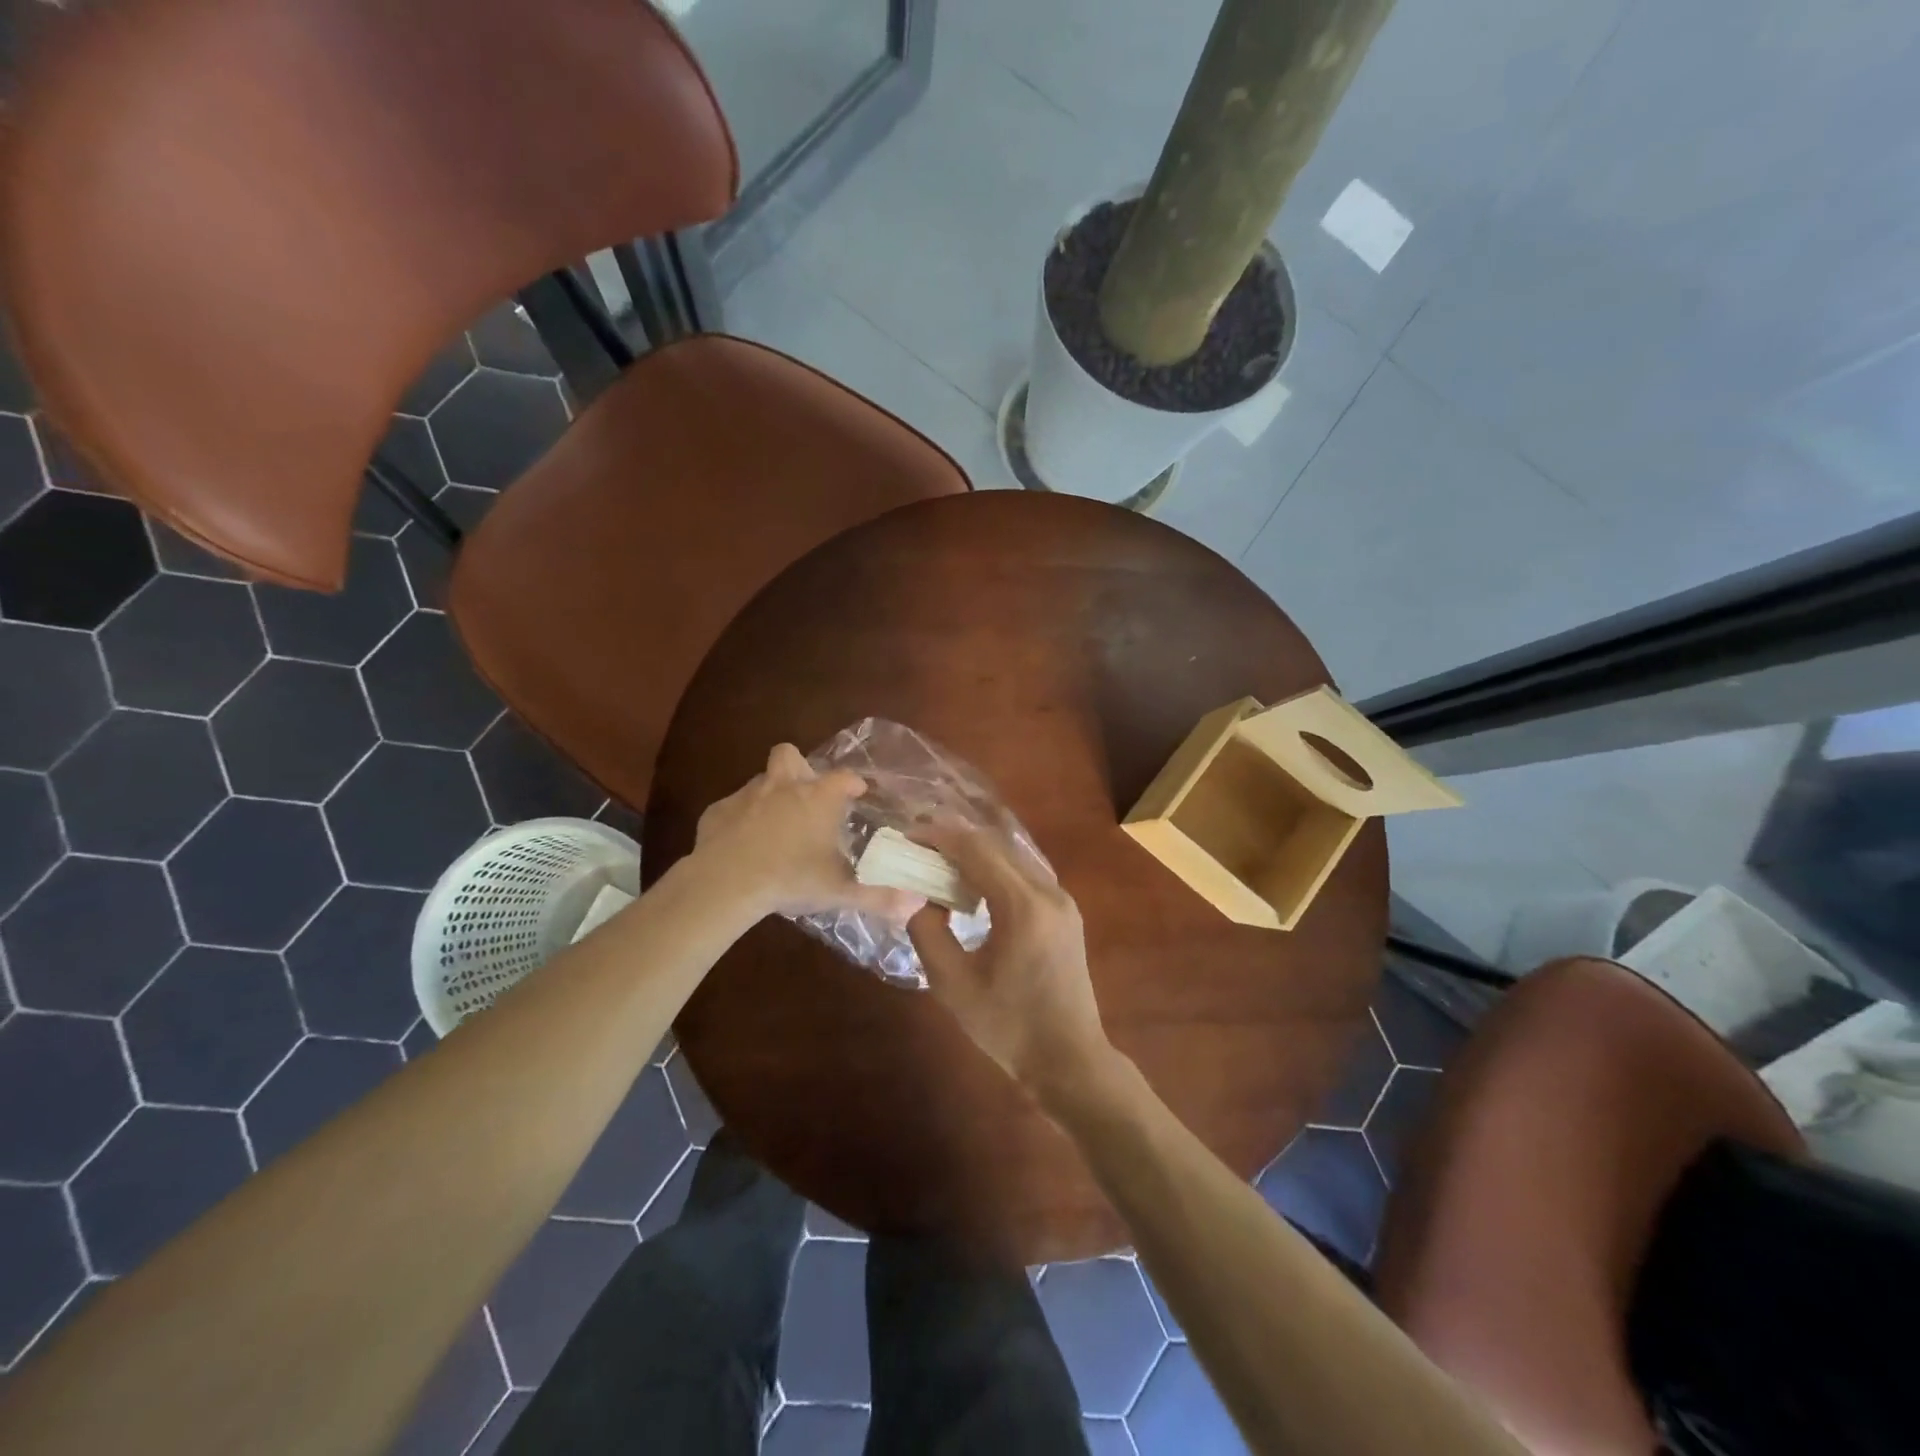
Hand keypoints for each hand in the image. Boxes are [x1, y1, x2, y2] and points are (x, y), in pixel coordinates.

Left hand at [694, 744, 922, 922]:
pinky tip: (740, 844)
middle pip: (790, 755)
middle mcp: (784, 786)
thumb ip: (879, 897)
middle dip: (799, 768)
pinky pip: (732, 808)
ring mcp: (747, 795)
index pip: (843, 778)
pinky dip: (739, 820)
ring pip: (761, 781)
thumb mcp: (839, 891)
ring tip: (775, 825)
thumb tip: (916, 905)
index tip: (857, 792)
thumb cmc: (791, 878)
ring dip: (770, 795)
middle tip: (805, 794)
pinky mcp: (717, 811)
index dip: (852, 783)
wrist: (726, 882)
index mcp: (818, 797)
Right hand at [907, 824, 1113, 1108]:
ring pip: (1013, 857)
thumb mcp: (953, 984)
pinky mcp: (1066, 912)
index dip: (939, 837)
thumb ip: (928, 932)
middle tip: (918, 847)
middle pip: (997, 846)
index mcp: (1023, 906)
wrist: (1069, 1059)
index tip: (908, 835)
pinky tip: (973, 886)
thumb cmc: (1008, 1026)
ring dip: (976, 853)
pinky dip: (996, 870)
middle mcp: (1049, 892)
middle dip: (955, 840)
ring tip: (939, 863)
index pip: (976, 850)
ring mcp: (1063, 900)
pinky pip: (1026, 874)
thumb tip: (919, 897)